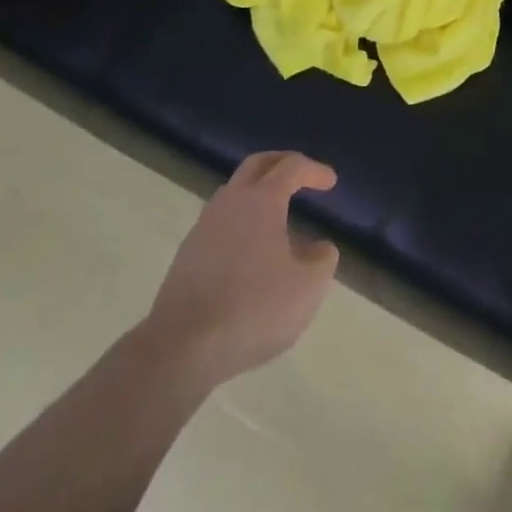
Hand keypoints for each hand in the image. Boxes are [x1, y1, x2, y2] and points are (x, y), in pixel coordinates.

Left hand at [142, 150, 339, 386]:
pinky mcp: (187, 255)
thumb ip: (322, 259)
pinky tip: (250, 252)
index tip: (330, 182)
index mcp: (262, 200)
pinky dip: (240, 223)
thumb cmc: (253, 308)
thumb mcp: (307, 287)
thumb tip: (318, 247)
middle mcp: (231, 202)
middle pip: (257, 165)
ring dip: (257, 193)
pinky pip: (220, 223)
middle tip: (301, 174)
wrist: (180, 348)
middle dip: (282, 163)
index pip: (292, 167)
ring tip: (276, 216)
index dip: (314, 170)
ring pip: (234, 193)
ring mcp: (204, 227)